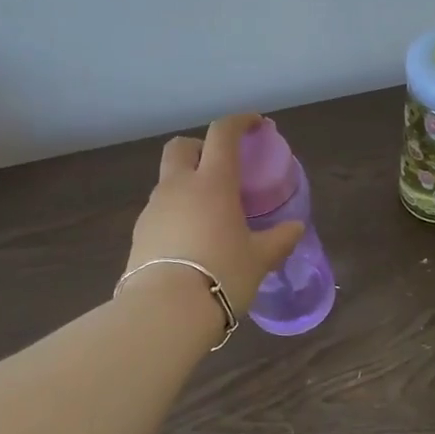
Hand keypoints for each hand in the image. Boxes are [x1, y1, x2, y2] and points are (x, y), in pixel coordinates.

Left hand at [124, 113, 306, 322]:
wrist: (165, 311)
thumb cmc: (222, 274)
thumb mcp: (260, 259)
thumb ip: (279, 239)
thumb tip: (295, 228)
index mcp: (213, 182)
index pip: (222, 134)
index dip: (239, 121)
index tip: (255, 124)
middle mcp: (179, 186)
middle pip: (181, 146)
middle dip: (200, 147)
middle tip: (221, 166)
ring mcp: (154, 209)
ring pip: (168, 180)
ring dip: (187, 183)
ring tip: (210, 213)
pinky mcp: (139, 234)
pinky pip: (160, 210)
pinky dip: (176, 212)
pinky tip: (191, 239)